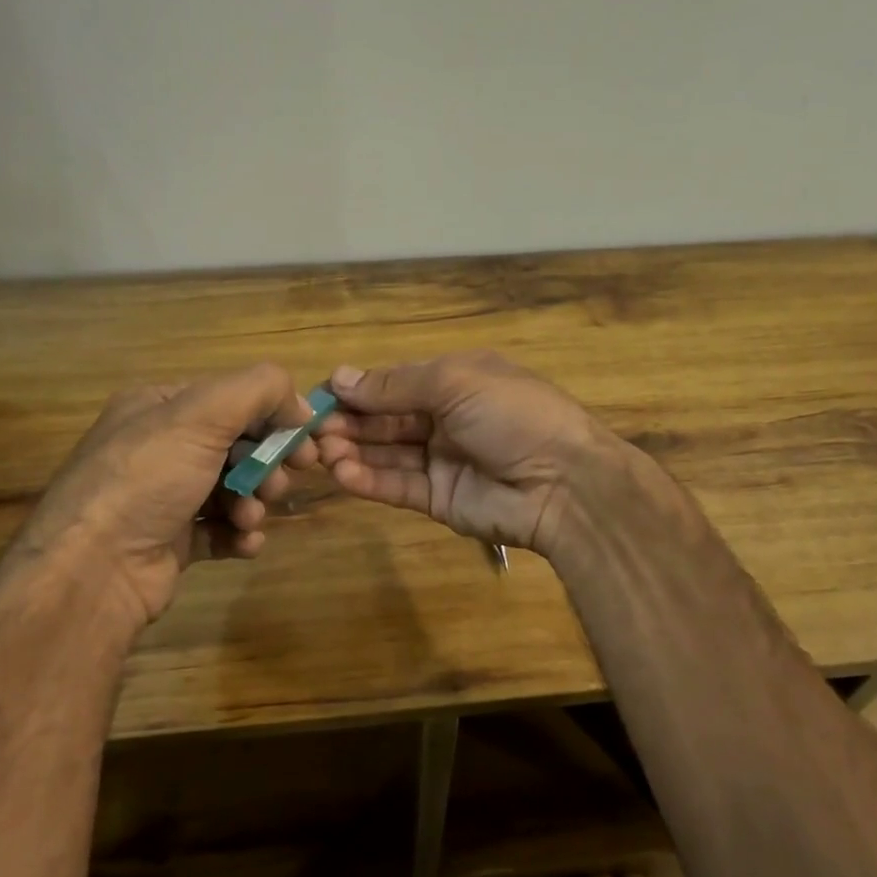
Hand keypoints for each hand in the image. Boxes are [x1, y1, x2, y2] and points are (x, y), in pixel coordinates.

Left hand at [7, 363, 318, 634]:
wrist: (94, 571)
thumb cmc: (147, 480)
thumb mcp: (202, 415)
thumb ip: (259, 391)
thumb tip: (300, 405)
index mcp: (158, 407)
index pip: (231, 399)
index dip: (272, 416)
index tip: (304, 440)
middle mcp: (159, 447)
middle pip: (236, 444)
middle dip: (265, 463)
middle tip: (280, 483)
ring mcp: (164, 496)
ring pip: (233, 488)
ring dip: (254, 501)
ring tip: (250, 517)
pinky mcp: (172, 540)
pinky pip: (221, 528)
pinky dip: (240, 534)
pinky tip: (246, 542)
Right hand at [316, 351, 612, 556]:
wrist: (564, 482)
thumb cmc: (512, 414)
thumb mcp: (456, 382)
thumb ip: (396, 384)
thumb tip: (340, 377)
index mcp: (455, 382)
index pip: (395, 383)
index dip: (359, 389)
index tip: (320, 395)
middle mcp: (446, 419)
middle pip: (386, 420)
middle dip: (350, 422)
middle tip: (312, 429)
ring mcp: (442, 462)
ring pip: (387, 454)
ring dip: (353, 451)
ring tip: (321, 452)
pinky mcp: (439, 500)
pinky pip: (397, 486)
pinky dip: (368, 480)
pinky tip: (341, 474)